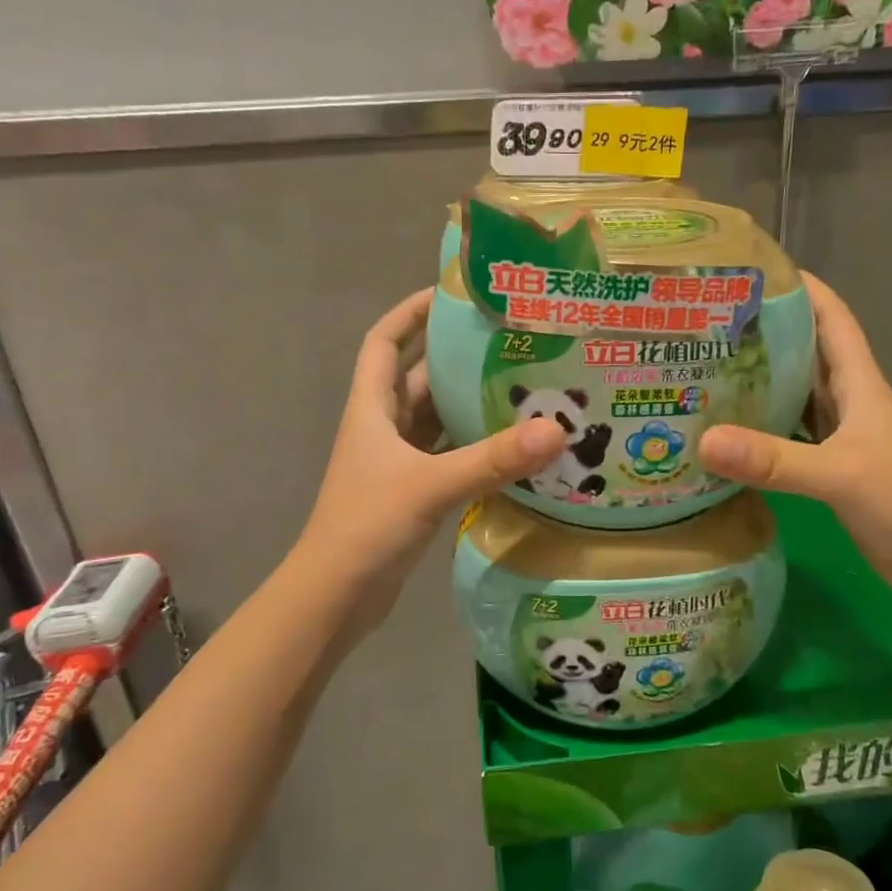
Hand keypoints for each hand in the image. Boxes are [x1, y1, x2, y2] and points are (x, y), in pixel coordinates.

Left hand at [295, 289, 564, 638]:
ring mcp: (396, 463)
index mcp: (372, 409)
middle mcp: (382, 428)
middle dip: (457, 359)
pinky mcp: (412, 494)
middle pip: (420, 379)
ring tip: (523, 388)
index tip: (448, 293)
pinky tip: (512, 449)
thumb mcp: (431, 485)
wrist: (335, 597)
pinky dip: (475, 449)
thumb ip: (492, 460)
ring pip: (437, 420)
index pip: (384, 342)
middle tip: (511, 343)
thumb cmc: (368, 527)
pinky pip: (448, 457)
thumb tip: (556, 430)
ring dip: (470, 405)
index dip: (409, 312)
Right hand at [697, 273, 891, 599]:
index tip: (753, 269)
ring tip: (704, 368)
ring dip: (758, 380)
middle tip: (707, 322)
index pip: (831, 318)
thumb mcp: (840, 475)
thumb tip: (703, 440)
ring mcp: (838, 437)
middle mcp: (848, 401)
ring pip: (793, 394)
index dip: (800, 287)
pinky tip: (725, 433)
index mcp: (859, 384)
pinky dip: (758, 430)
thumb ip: (774, 460)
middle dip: (764, 331)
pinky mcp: (828, 469)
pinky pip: (786, 436)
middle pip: (805, 351)